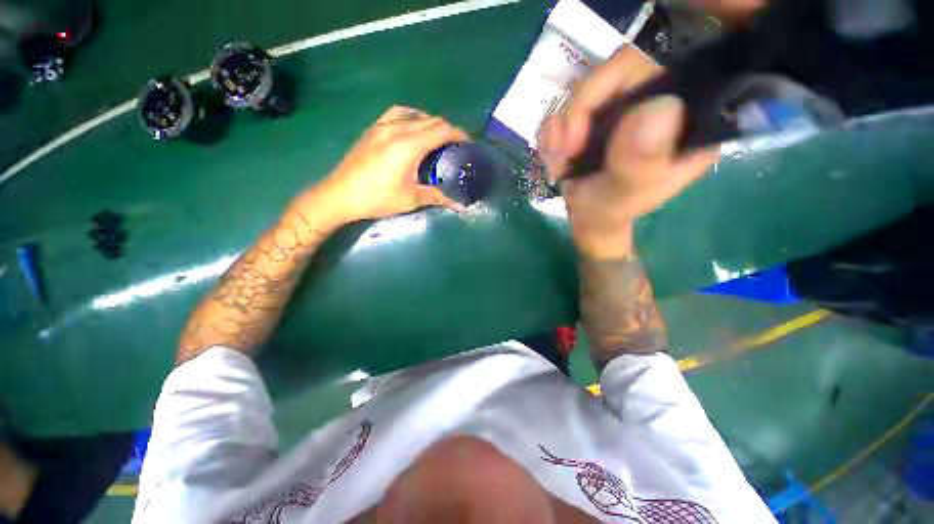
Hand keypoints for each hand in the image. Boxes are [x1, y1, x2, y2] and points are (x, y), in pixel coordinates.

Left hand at [301, 106, 470, 224]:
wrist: (339, 195)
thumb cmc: (377, 198)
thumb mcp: (411, 200)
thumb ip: (438, 197)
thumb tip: (461, 205)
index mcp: (409, 145)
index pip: (442, 129)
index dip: (459, 134)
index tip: (468, 144)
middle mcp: (397, 128)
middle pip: (431, 119)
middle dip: (448, 130)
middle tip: (454, 147)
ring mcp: (382, 126)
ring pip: (414, 113)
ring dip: (429, 122)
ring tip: (434, 138)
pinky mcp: (372, 129)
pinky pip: (397, 114)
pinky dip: (411, 118)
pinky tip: (411, 132)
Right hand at [539, 46, 715, 258]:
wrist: (587, 217)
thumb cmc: (609, 212)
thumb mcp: (624, 195)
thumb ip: (641, 161)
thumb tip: (660, 106)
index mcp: (685, 119)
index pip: (660, 67)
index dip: (615, 85)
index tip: (583, 136)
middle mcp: (658, 101)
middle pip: (615, 71)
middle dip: (577, 113)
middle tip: (564, 152)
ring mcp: (623, 105)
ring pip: (585, 87)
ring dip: (560, 129)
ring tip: (558, 164)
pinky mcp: (596, 113)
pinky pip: (566, 104)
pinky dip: (552, 133)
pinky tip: (555, 157)